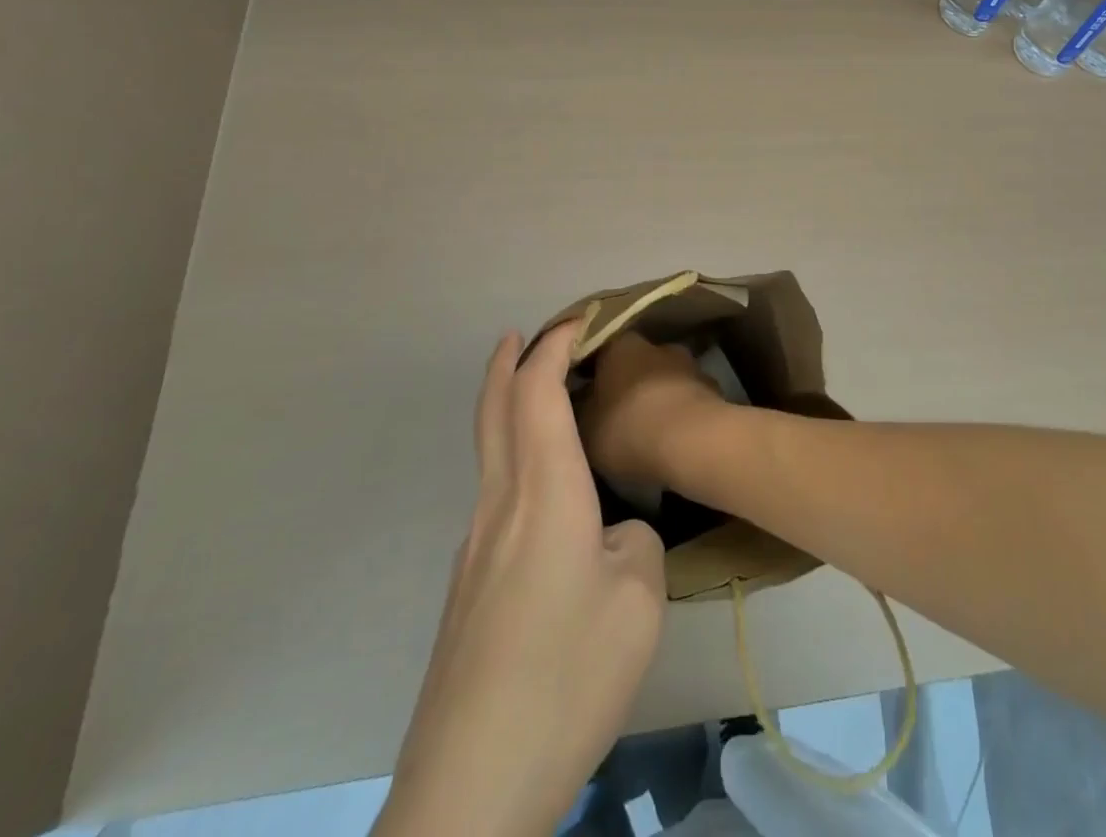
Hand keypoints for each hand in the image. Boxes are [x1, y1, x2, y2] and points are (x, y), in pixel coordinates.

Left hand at [376, 323, 665, 836]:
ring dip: (507, 406)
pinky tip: (543, 494)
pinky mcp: (468, 585)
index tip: (579, 321)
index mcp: (543, 493)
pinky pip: (493, 492)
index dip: (554, 346)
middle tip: (528, 334)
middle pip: (493, 408)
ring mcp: (474, 547)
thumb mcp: (637, 601)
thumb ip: (633, 542)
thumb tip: (611, 533)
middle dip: (508, 361)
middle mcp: (499, 504)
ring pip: (488, 450)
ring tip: (541, 399)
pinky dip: (512, 454)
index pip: (537, 391)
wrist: (470, 783)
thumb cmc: (566, 676)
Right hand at [577, 332, 728, 488]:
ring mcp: (689, 366)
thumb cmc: (629, 428)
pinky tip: (673, 439)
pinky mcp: (713, 390)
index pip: (599, 350)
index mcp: (620, 346)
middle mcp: (657, 345)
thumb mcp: (584, 427)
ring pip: (664, 380)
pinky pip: (687, 400)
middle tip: (614, 413)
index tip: (580, 393)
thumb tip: (579, 400)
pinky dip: (679, 414)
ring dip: (656, 397)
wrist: (693, 443)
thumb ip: (578, 409)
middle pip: (635, 363)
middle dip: (626, 384)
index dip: (588, 372)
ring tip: (646, 430)